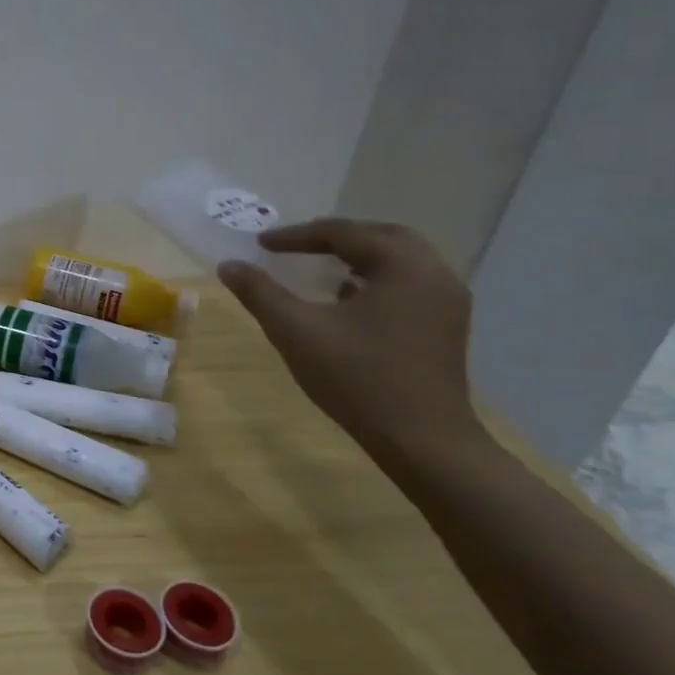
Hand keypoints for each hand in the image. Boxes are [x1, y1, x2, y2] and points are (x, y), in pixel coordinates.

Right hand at [218, 219, 485, 464]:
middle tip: (295, 245)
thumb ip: (260, 292)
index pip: (343, 233)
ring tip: (318, 266)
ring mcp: (446, 302)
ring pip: (398, 260)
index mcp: (403, 266)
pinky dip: (374, 278)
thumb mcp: (296, 331)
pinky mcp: (445, 327)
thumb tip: (228, 265)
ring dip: (357, 256)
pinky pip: (407, 284)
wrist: (422, 441)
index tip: (260, 244)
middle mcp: (434, 274)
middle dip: (334, 237)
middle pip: (380, 237)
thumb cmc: (358, 378)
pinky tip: (347, 297)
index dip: (296, 236)